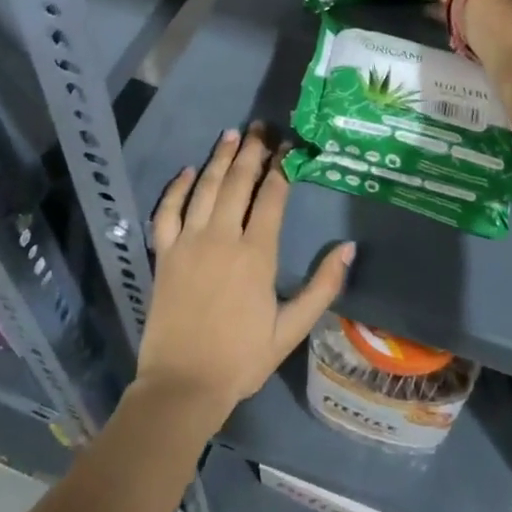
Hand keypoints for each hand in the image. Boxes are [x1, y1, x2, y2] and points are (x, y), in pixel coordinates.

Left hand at [135, 124, 352, 426]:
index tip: (290, 146)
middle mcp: (222, 237)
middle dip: (252, 151)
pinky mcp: (164, 254)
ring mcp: (189, 243)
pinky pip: (167, 211)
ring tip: (232, 134)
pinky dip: (176, 188)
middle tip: (261, 126)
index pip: (272, 196)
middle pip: (238, 182)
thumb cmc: (242, 358)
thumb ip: (322, 287)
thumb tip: (348, 248)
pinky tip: (187, 170)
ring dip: (219, 159)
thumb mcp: (291, 329)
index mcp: (256, 253)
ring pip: (205, 188)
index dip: (283, 167)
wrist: (182, 384)